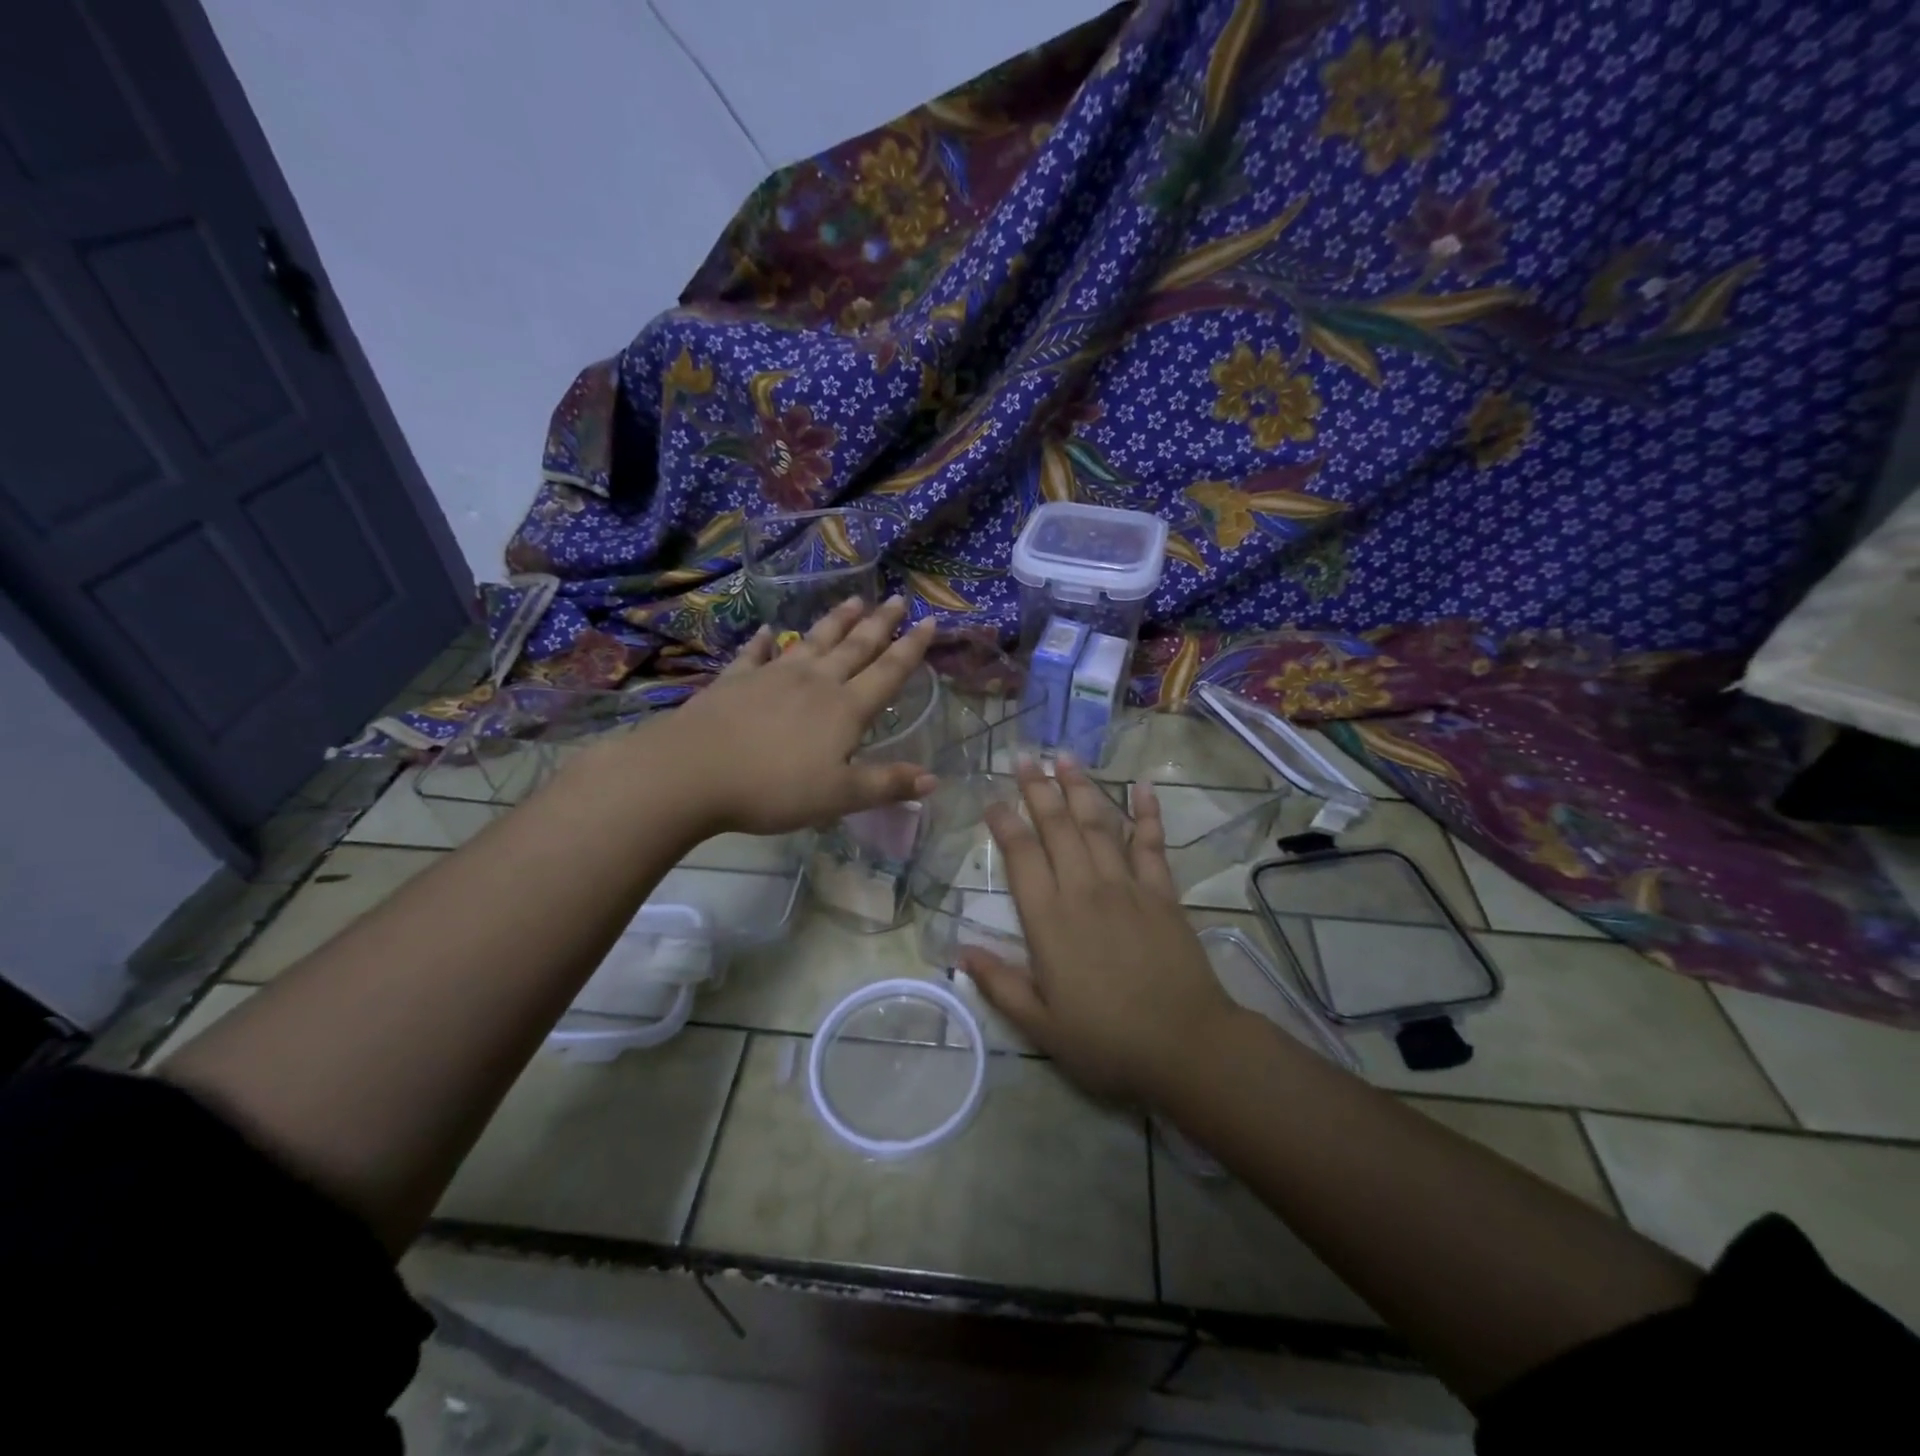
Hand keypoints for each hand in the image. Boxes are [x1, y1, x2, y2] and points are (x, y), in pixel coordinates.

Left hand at [651, 595, 937, 835]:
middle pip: (854, 646)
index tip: (930, 621)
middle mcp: (815, 682)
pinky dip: (765, 642)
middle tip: (897, 598)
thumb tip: (935, 778)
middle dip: (880, 624)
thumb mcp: (839, 796)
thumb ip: (886, 784)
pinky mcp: (735, 681)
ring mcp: (773, 676)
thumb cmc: (774, 788)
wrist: (694, 772)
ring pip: (813, 641)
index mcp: (845, 708)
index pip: (888, 672)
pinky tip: (770, 631)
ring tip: (853, 600)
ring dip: (835, 621)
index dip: (912, 648)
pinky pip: (756, 654)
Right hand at [959, 758, 1240, 1104]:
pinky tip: (1141, 786)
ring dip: (1081, 788)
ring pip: (1098, 825)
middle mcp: (1084, 890)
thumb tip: (961, 951)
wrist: (1185, 1045)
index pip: (1021, 856)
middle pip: (1057, 827)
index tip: (993, 800)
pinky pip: (1151, 844)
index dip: (1005, 823)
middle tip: (1025, 756)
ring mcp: (1127, 887)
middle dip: (1038, 788)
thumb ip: (1000, 984)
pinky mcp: (1162, 893)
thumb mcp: (1041, 1025)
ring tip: (1065, 757)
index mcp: (1049, 920)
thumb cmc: (1107, 1040)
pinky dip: (1147, 813)